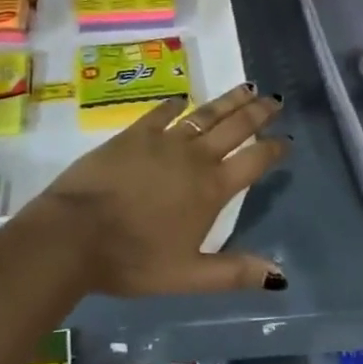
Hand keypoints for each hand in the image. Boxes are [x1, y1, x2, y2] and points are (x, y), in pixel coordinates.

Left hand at [35, 83, 288, 296]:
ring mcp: (163, 141)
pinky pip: (161, 114)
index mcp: (211, 189)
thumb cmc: (133, 259)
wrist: (75, 233)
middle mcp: (194, 158)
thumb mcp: (188, 275)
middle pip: (234, 128)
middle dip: (258, 113)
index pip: (253, 161)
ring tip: (246, 88)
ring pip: (204, 114)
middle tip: (275, 99)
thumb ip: (234, 272)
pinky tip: (181, 99)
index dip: (273, 149)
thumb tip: (280, 275)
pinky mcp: (133, 134)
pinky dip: (174, 106)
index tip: (286, 139)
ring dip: (227, 101)